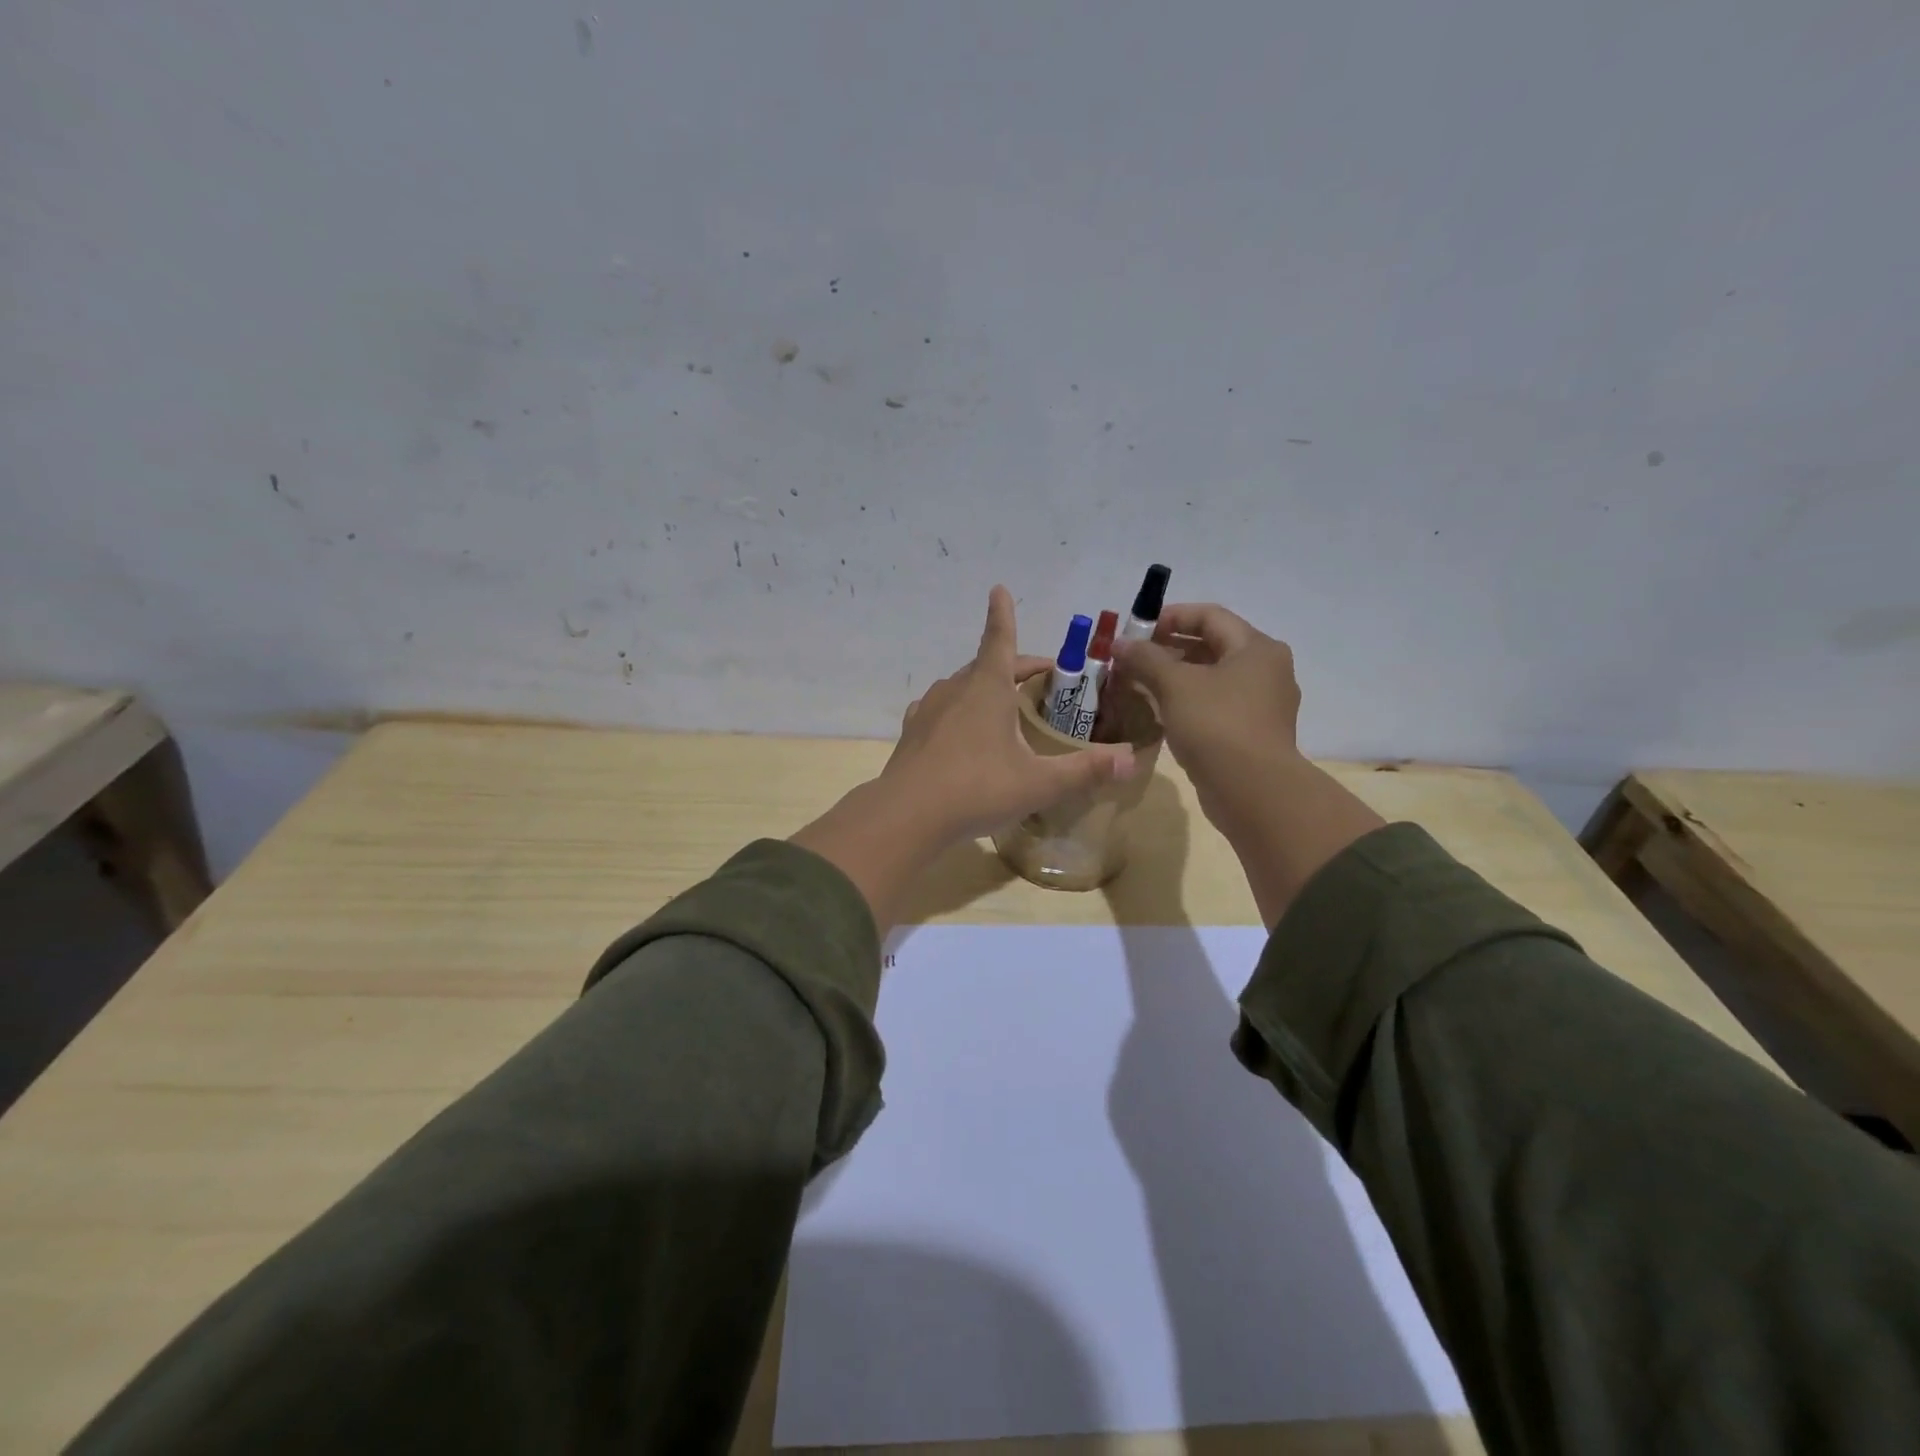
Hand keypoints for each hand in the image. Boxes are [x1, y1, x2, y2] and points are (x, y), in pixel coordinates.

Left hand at [883, 585, 1135, 839]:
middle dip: (1015, 666)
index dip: (1003, 615)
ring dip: (985, 688)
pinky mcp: (913, 732)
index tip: (999, 589)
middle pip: (987, 665)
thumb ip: (1085, 770)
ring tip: (1004, 706)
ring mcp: (929, 709)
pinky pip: (941, 710)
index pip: (1000, 639)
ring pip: (962, 686)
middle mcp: (956, 689)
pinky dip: (957, 710)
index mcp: (988, 688)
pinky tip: (960, 729)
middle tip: (1041, 680)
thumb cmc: (978, 789)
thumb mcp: (1039, 783)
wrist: (907, 816)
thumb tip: (1130, 760)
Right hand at [1113, 604, 1382, 925]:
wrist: (1253, 791)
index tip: (1136, 630)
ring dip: (1175, 677)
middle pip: (1212, 645)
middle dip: (1168, 648)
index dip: (1170, 617)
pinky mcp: (1253, 733)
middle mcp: (1266, 670)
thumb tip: (1119, 644)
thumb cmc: (1216, 725)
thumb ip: (1145, 658)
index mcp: (1256, 648)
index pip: (1210, 615)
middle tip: (1133, 659)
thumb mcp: (1175, 685)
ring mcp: (1263, 704)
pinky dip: (1188, 702)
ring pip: (1212, 678)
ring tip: (1140, 684)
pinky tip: (1161, 712)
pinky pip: (1216, 705)